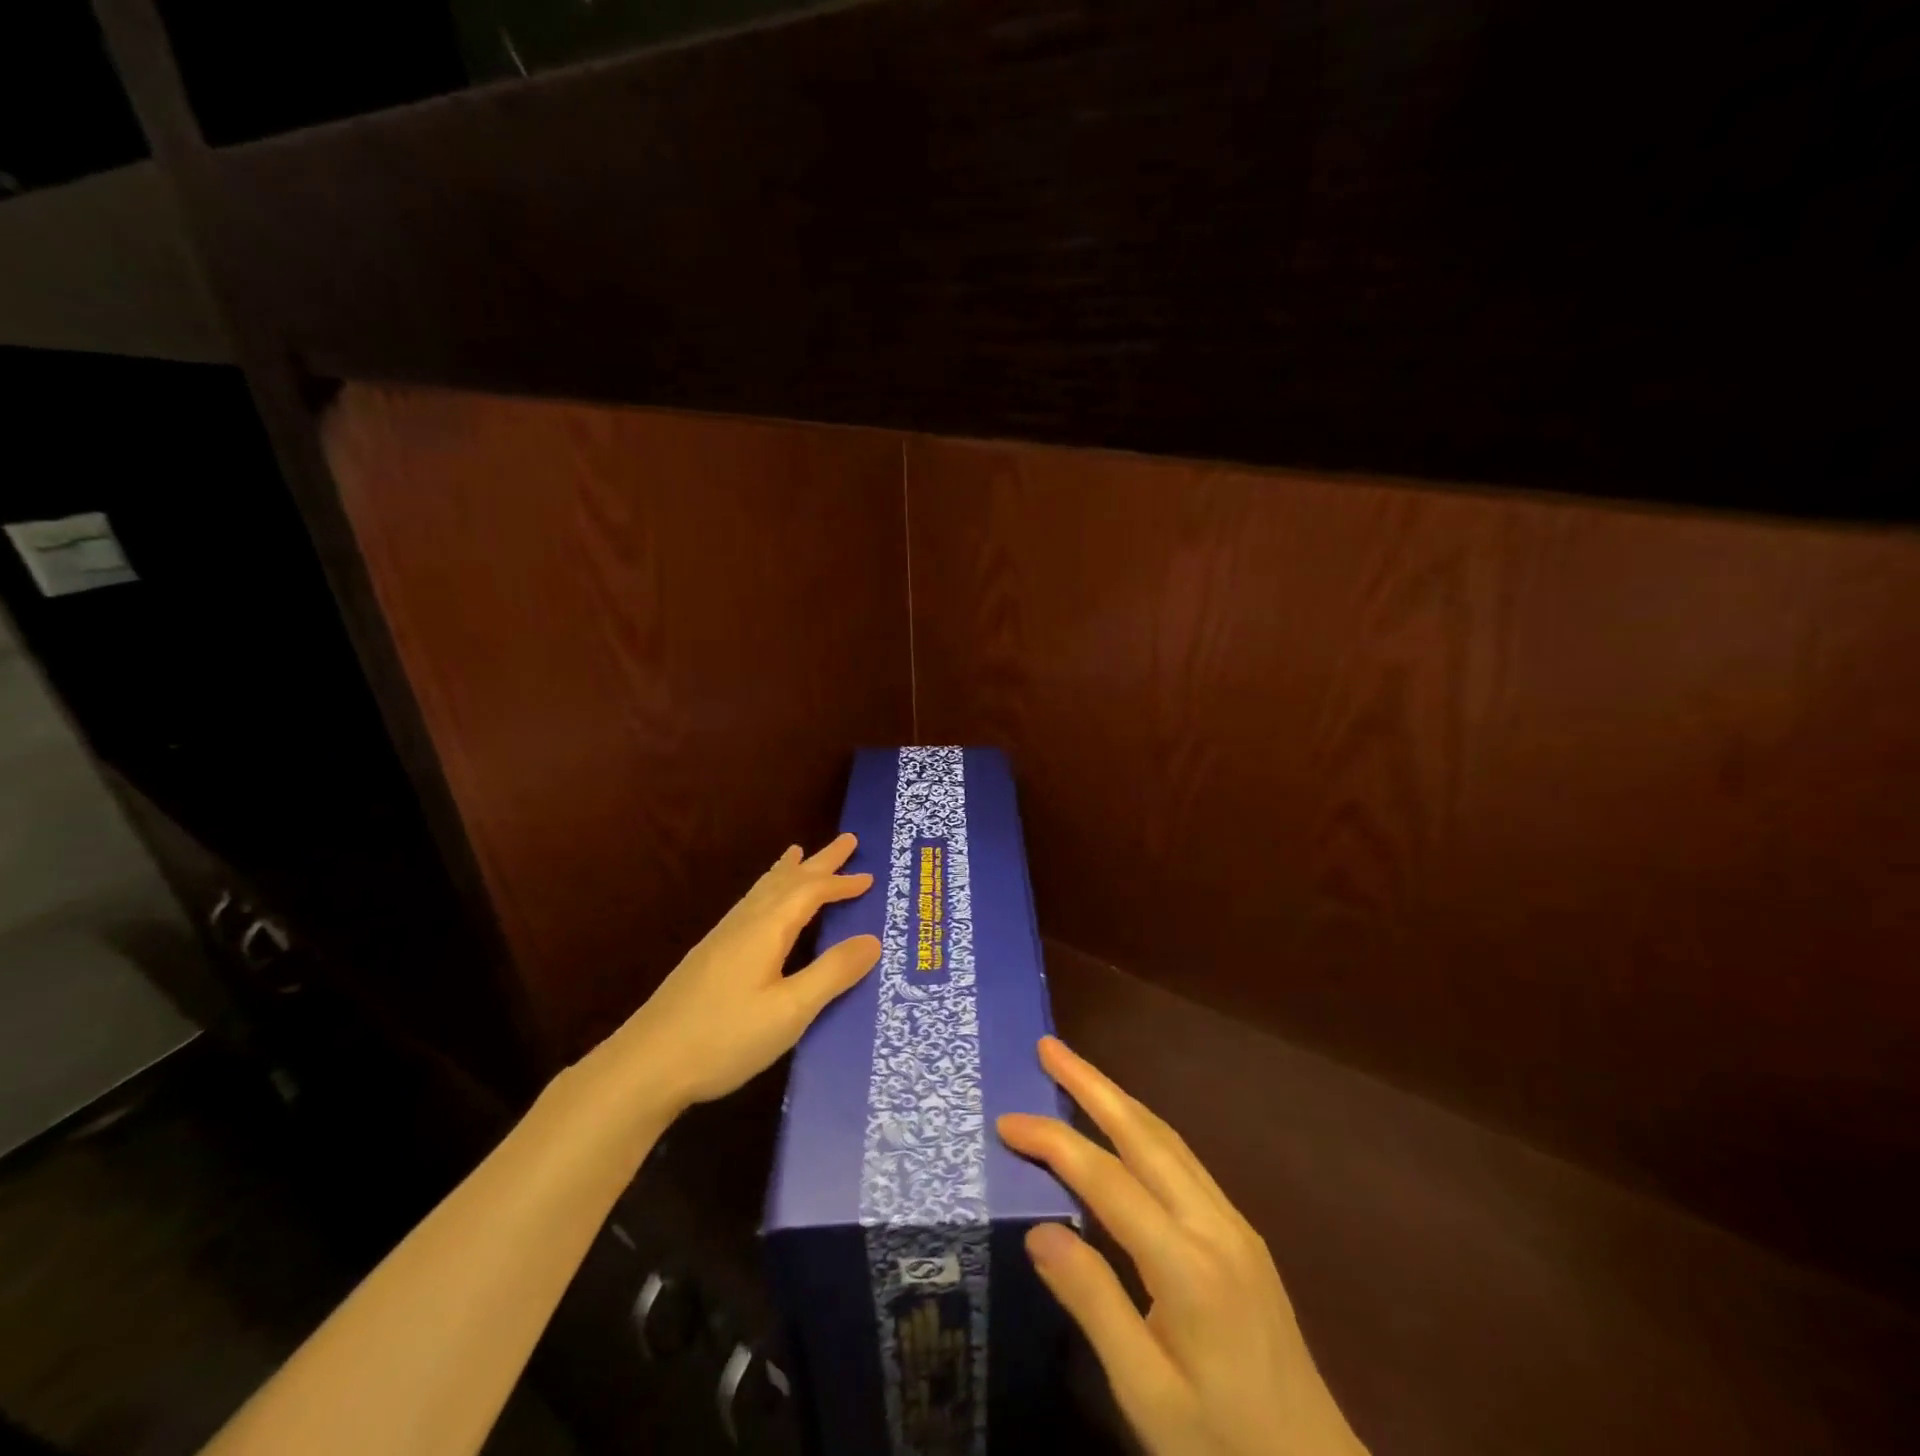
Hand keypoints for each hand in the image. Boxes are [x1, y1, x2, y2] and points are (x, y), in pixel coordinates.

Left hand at [607, 833, 879, 1113]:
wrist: (645, 1065)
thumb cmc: (724, 1038)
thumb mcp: (790, 1011)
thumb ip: (832, 973)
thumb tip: (872, 939)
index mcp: (766, 930)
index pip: (811, 893)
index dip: (841, 883)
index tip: (870, 877)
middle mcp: (744, 923)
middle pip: (787, 881)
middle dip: (820, 862)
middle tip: (847, 840)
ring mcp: (722, 938)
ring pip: (763, 890)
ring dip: (790, 871)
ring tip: (799, 853)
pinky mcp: (710, 955)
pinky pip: (750, 904)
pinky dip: (768, 890)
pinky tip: (761, 904)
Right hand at [998, 1038, 1367, 1455]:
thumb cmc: (1223, 1445)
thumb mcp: (1148, 1397)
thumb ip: (1094, 1306)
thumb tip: (1038, 1228)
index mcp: (1187, 1266)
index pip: (1105, 1179)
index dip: (1053, 1142)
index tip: (1007, 1121)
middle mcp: (1213, 1224)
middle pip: (1143, 1133)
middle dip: (1091, 1083)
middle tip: (1048, 1045)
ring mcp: (1233, 1224)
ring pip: (1167, 1139)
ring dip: (1118, 1098)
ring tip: (1077, 1070)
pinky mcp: (1242, 1235)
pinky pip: (1183, 1160)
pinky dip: (1143, 1128)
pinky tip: (1125, 1127)